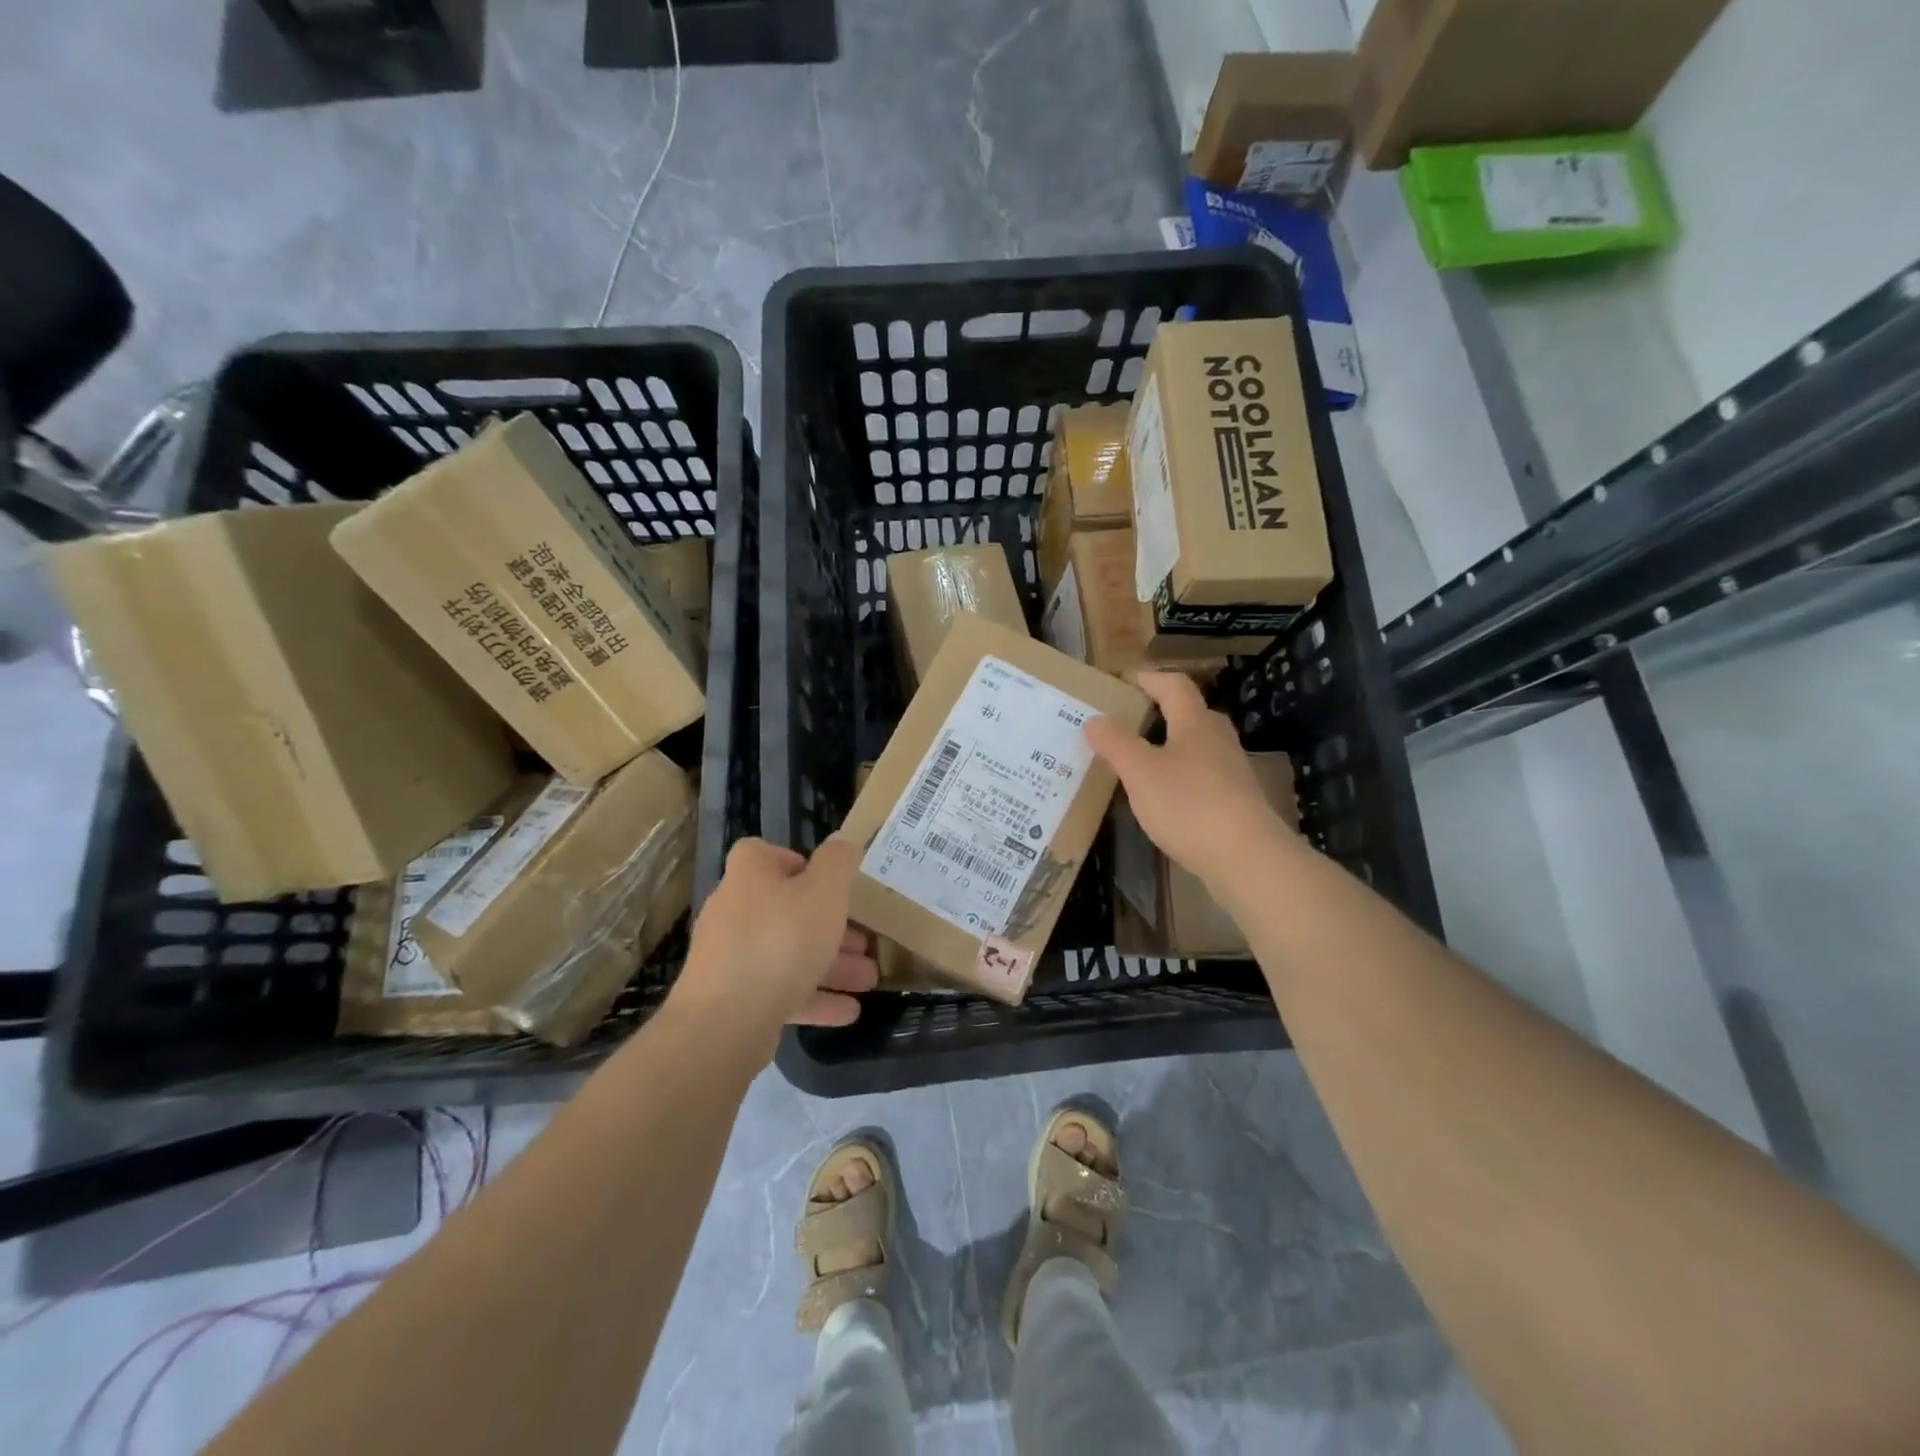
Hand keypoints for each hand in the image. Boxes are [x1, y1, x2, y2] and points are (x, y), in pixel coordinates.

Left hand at [675, 837, 876, 1037]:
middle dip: (830, 927)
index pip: (765, 854)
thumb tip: (841, 841)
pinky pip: (779, 991)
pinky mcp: (732, 999)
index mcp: (750, 875)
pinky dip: (813, 998)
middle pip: (786, 910)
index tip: (829, 883)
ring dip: (829, 965)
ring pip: (787, 954)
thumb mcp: (825, 891)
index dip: (797, 863)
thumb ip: (838, 862)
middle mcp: (734, 910)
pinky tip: (848, 1012)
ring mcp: (730, 958)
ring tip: (867, 980)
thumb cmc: (782, 940)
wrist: (726, 1021)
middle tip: (864, 942)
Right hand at [1085, 671, 1293, 892]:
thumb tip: (1094, 719)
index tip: (1128, 680)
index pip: (1175, 686)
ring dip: (1172, 745)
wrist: (1246, 857)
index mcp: (1195, 724)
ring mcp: (1232, 771)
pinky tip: (1167, 797)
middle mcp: (1218, 740)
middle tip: (1132, 719)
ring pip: (1199, 746)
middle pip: (1192, 714)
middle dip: (1163, 711)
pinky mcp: (1237, 801)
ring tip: (1143, 759)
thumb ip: (1116, 743)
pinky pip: (1204, 776)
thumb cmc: (1188, 805)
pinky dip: (1182, 775)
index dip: (1151, 679)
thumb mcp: (1140, 772)